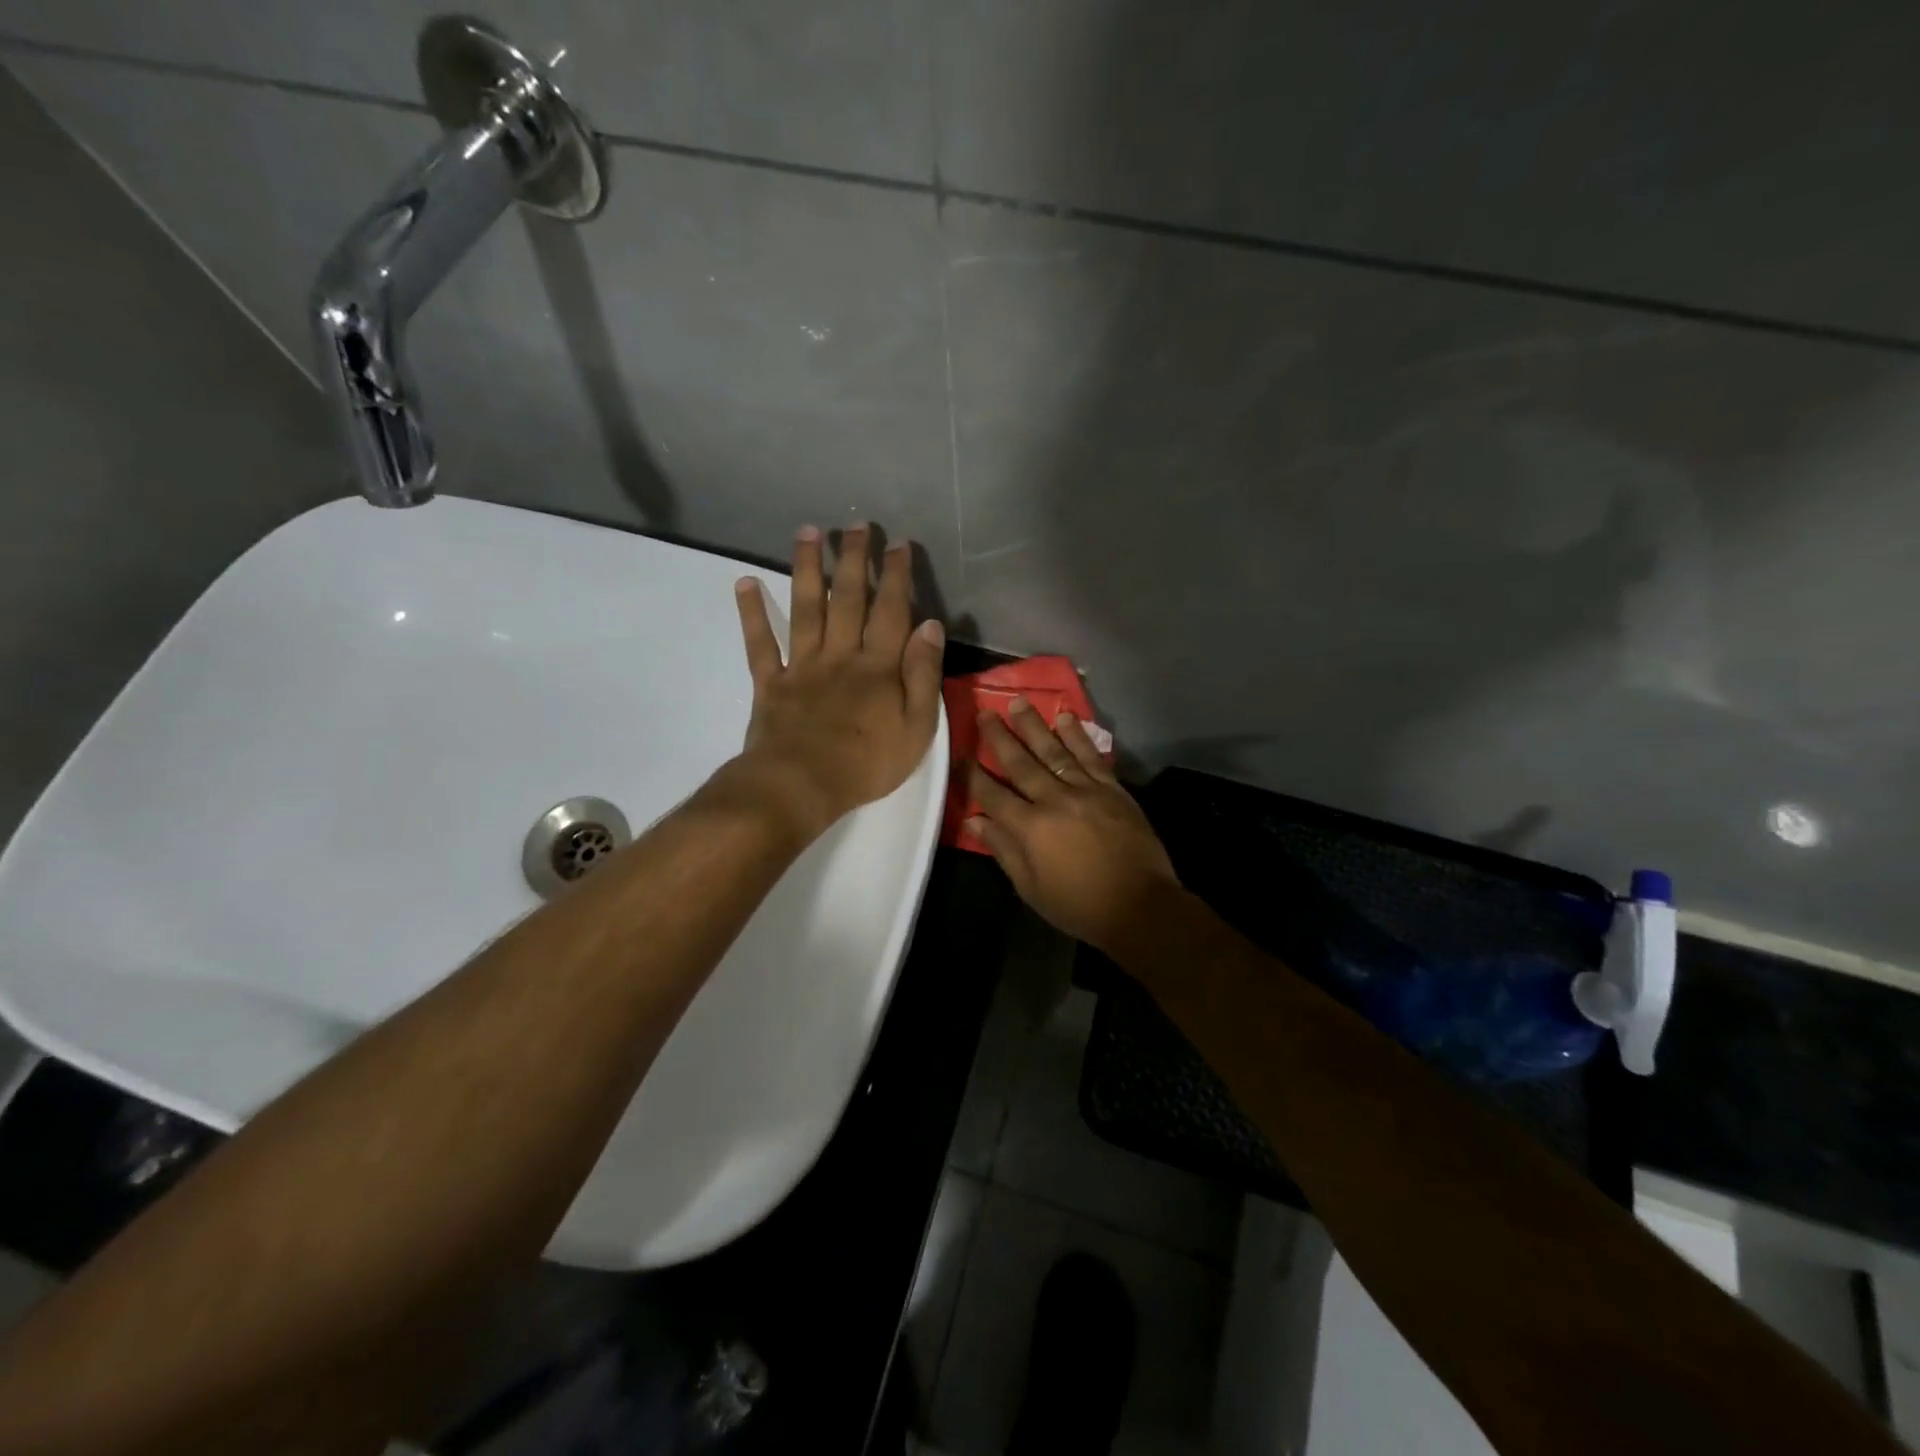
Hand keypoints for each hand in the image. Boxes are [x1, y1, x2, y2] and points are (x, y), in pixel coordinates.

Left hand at [728, 523, 945, 842]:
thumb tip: (930, 625)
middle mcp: (839, 654)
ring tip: (809, 532)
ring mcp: (801, 666)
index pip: (890, 611)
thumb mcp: (916, 727)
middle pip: (848, 599)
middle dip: (854, 559)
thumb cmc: (867, 763)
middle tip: (856, 525)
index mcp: (877, 666)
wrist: (801, 786)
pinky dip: (751, 613)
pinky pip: (760, 643)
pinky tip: (745, 582)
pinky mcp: (770, 683)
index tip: (898, 544)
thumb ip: (923, 674)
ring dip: (807, 568)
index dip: (895, 576)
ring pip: (805, 608)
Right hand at [967, 699, 1180, 954]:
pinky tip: (1066, 717)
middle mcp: (1054, 800)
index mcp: (1030, 827)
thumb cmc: (1079, 905)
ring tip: (1018, 702)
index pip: (993, 794)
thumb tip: (975, 821)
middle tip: (985, 712)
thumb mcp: (1031, 887)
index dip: (973, 775)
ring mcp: (1086, 790)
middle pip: (1021, 763)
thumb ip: (1003, 850)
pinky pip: (1091, 756)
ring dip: (1034, 726)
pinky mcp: (1112, 789)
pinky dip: (1078, 735)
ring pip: (1054, 751)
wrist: (1140, 905)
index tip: (960, 754)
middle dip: (999, 737)